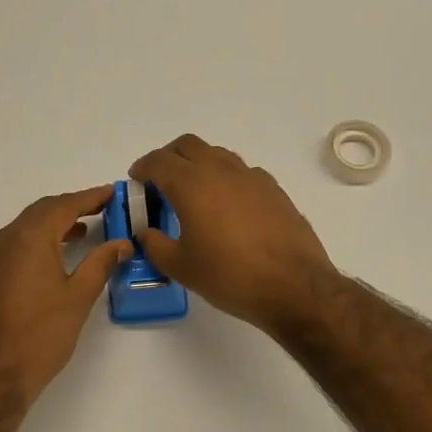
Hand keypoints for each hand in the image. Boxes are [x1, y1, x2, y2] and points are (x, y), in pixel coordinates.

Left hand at [0, 186, 131, 408]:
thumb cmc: (40, 335)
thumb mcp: (78, 298)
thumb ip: (101, 264)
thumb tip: (122, 244)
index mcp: (29, 238)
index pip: (64, 205)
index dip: (91, 197)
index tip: (112, 193)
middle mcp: (6, 240)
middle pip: (42, 211)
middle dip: (72, 207)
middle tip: (100, 208)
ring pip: (26, 228)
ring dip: (54, 225)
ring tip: (82, 232)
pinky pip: (14, 246)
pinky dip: (37, 242)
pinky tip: (53, 259)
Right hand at [129, 134, 339, 333]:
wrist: (294, 286)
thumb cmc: (230, 276)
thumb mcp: (181, 268)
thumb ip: (155, 245)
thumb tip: (146, 232)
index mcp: (192, 184)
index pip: (159, 161)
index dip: (143, 167)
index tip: (137, 179)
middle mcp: (221, 170)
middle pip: (188, 145)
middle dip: (169, 157)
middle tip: (161, 181)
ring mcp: (251, 177)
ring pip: (217, 154)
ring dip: (199, 164)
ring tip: (194, 192)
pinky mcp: (273, 189)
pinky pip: (242, 171)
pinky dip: (226, 178)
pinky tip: (227, 205)